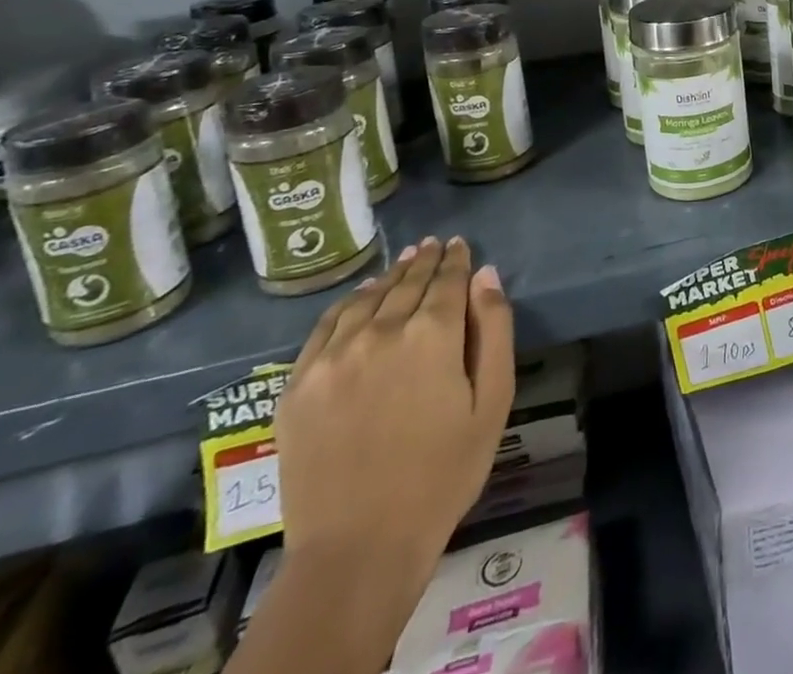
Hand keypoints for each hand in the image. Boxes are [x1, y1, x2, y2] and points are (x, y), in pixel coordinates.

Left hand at [276, 237, 513, 595]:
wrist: (359, 548)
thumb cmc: (443, 474)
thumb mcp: (492, 402)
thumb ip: (494, 330)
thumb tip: (485, 275)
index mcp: (432, 335)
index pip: (447, 281)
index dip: (456, 260)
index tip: (460, 245)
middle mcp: (381, 332)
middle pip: (407, 283)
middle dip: (425, 261)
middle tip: (434, 245)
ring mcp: (333, 357)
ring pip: (368, 298)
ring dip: (390, 276)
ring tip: (404, 261)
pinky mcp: (298, 384)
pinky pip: (326, 326)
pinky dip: (348, 302)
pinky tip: (360, 296)